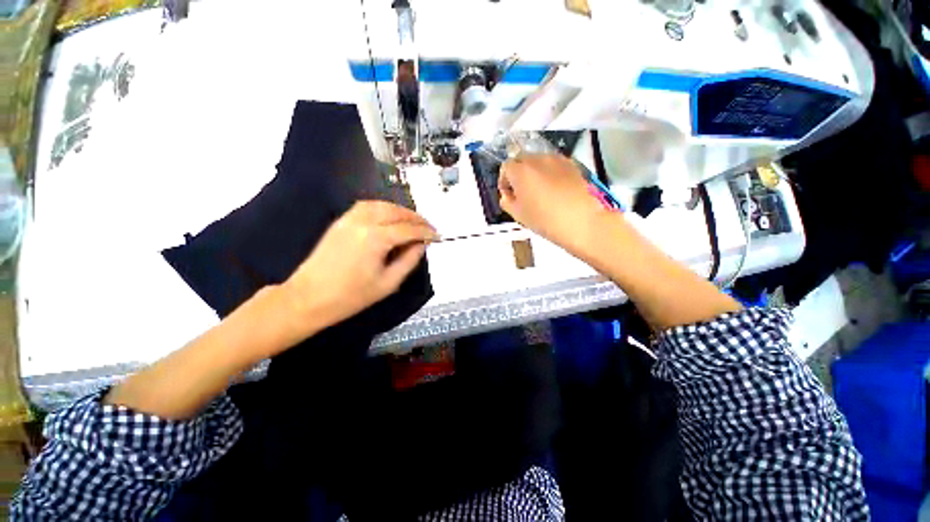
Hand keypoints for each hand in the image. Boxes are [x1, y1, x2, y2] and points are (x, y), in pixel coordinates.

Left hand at [280, 201, 436, 340]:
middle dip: (416, 218)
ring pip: (381, 205)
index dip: (426, 232)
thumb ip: (409, 260)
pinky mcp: (340, 222)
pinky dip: (383, 208)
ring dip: (400, 210)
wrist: (308, 298)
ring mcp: (349, 219)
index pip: (409, 229)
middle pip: (396, 212)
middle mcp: (363, 222)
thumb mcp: (388, 283)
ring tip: (412, 221)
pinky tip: (389, 218)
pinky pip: (366, 206)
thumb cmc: (351, 296)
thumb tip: (421, 245)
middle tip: (428, 228)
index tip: (438, 236)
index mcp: (376, 238)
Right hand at [499, 154, 606, 254]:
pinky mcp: (572, 164)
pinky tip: (555, 189)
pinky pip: (554, 165)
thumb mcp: (518, 214)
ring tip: (540, 191)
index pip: (505, 167)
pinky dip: (549, 173)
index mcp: (521, 171)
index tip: (509, 194)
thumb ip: (506, 200)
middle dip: (518, 174)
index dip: (504, 181)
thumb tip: (507, 193)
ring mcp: (557, 159)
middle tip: (522, 192)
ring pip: (538, 161)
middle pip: (521, 159)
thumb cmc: (545, 220)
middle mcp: (538, 159)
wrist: (582, 222)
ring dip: (534, 172)